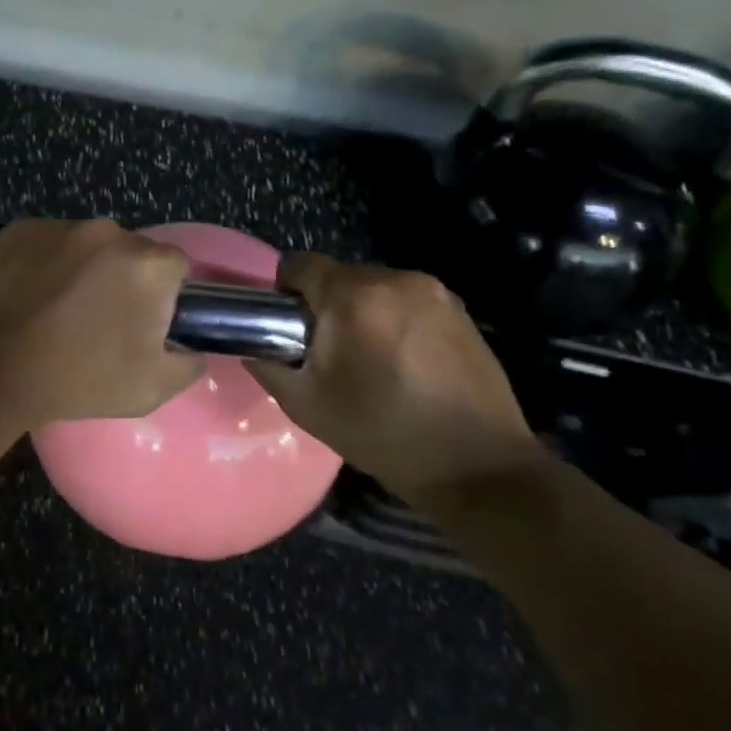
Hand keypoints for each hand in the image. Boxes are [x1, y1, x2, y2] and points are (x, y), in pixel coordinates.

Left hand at [0, 219, 203, 431]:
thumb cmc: (76, 379)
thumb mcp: (149, 388)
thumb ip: (187, 364)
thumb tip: (194, 350)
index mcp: (147, 264)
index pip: (176, 267)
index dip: (166, 296)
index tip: (145, 323)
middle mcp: (107, 232)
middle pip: (130, 252)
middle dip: (123, 279)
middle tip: (100, 320)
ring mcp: (59, 226)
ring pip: (86, 245)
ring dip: (82, 269)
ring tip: (56, 309)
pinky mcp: (18, 229)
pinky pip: (47, 243)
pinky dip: (45, 263)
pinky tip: (27, 297)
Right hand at [247, 255, 545, 508]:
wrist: (477, 466)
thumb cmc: (383, 434)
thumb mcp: (306, 406)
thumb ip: (268, 365)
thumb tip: (252, 344)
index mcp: (354, 297)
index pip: (299, 264)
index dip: (284, 290)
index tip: (287, 325)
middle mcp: (395, 280)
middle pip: (339, 276)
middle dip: (326, 306)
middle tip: (329, 353)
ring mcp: (434, 292)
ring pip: (374, 288)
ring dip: (362, 312)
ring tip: (370, 361)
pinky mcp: (460, 310)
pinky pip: (407, 301)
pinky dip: (394, 320)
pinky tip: (404, 363)